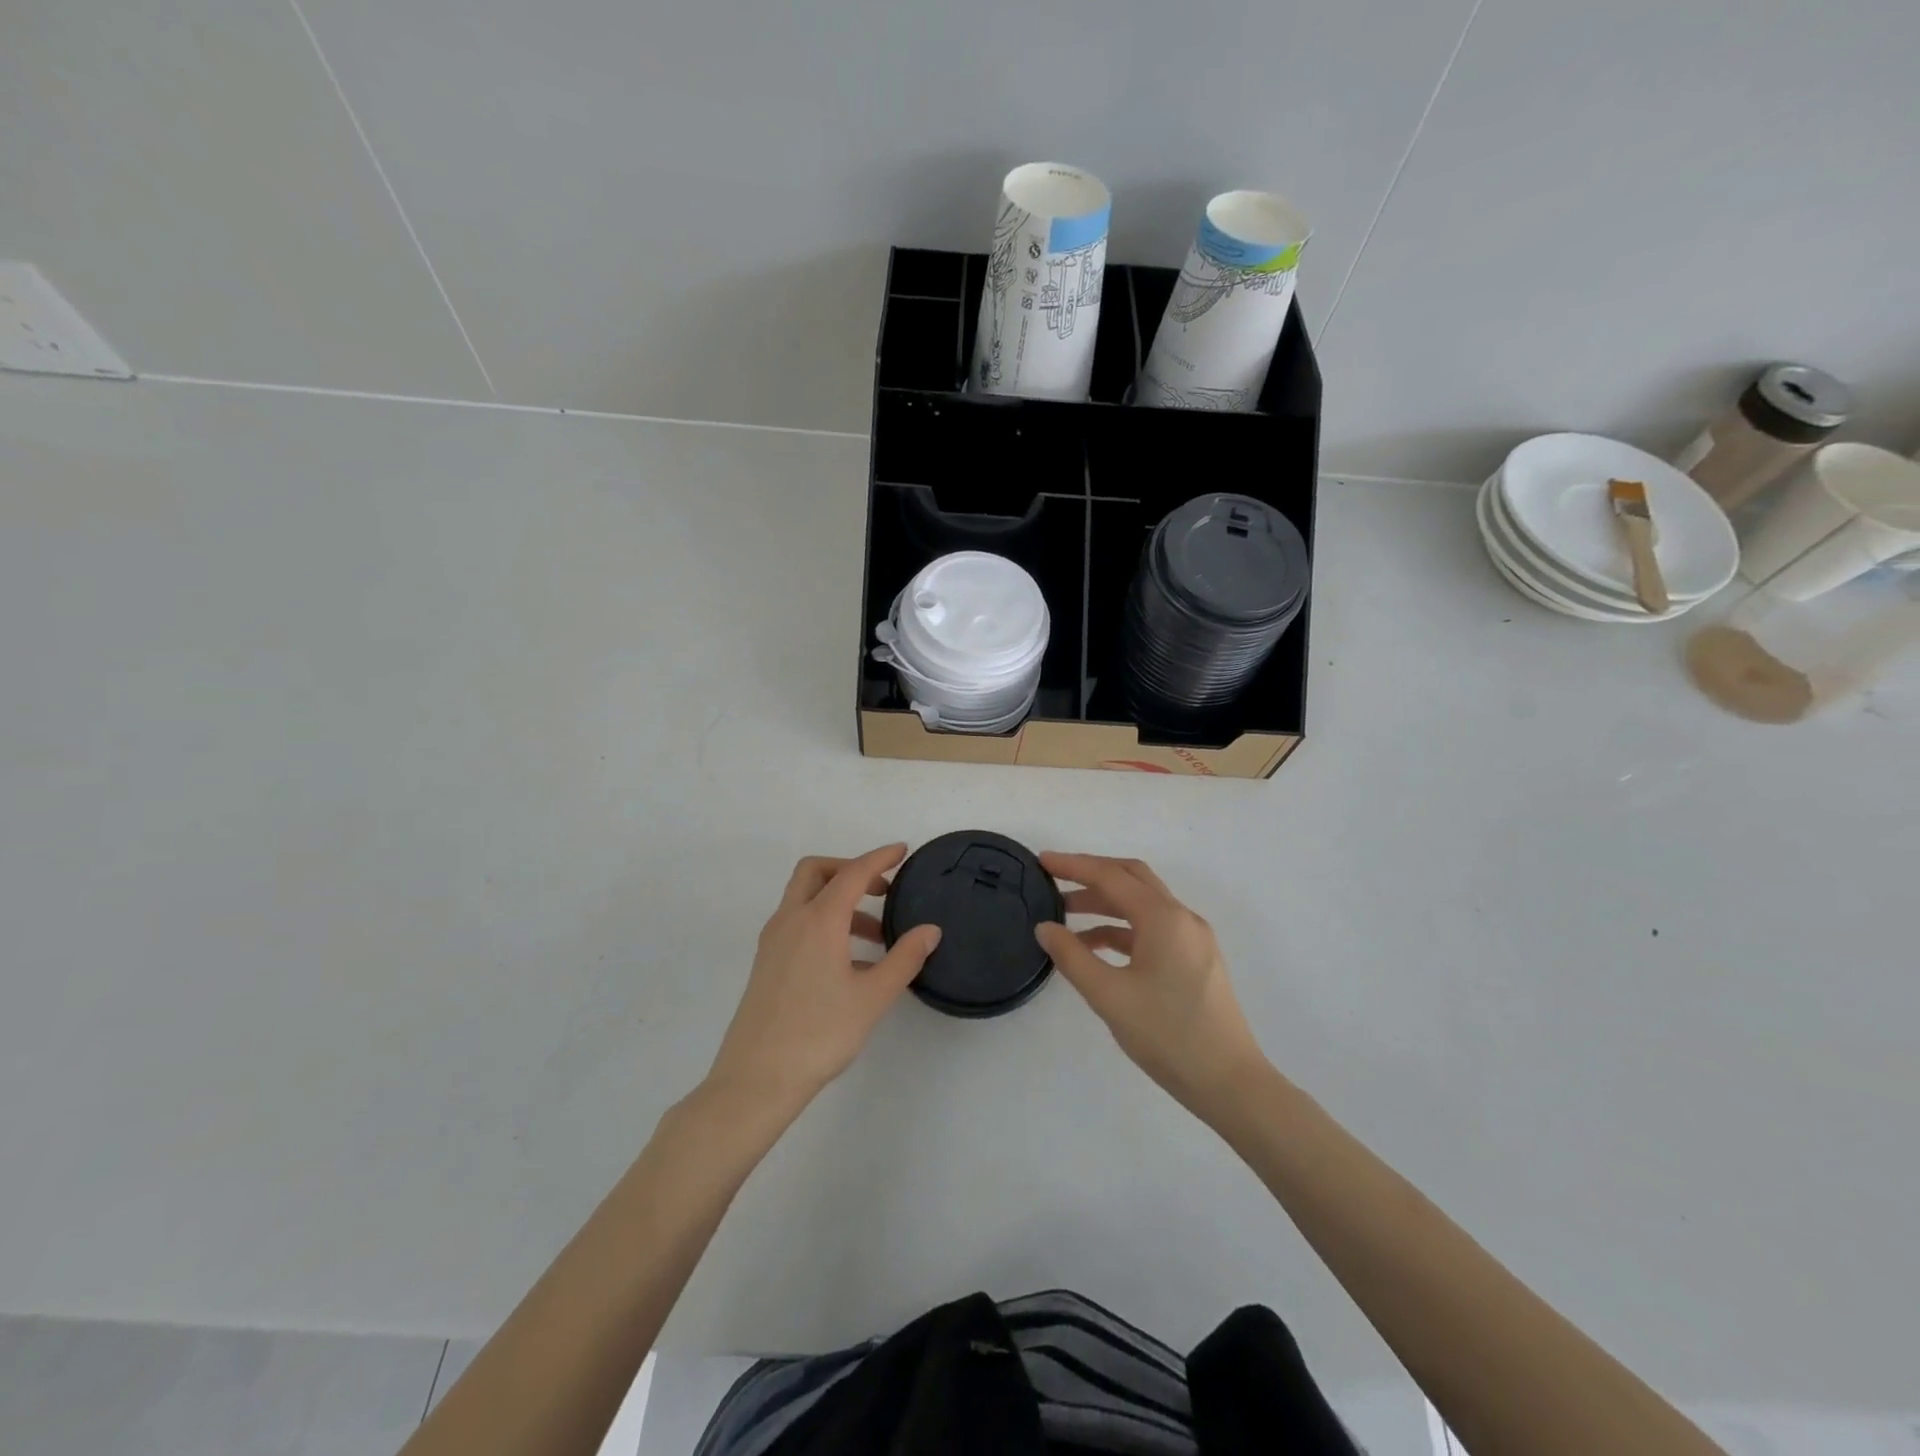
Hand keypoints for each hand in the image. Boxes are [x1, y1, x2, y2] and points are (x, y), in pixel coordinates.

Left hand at [707, 844, 940, 1116]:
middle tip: (882, 889)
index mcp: (818, 920)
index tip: (903, 851)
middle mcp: (791, 920)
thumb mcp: (872, 997)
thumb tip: (930, 930)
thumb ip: (904, 958)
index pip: (853, 873)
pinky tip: (850, 961)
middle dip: (850, 870)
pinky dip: (824, 922)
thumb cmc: (820, 1034)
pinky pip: (798, 923)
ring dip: (839, 901)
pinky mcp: (767, 962)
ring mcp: (774, 941)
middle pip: (816, 872)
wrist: (756, 1079)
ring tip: (876, 935)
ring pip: (805, 898)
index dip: (880, 858)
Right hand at [1037, 853, 1268, 1122]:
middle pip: (1131, 878)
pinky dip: (1122, 929)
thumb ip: (1073, 957)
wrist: (1229, 1083)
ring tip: (1066, 918)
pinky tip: (1096, 948)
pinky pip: (1153, 929)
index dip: (1073, 865)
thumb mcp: (1109, 996)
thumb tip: (1045, 928)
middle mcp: (1182, 918)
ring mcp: (1193, 939)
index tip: (1041, 862)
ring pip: (1142, 904)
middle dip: (1091, 875)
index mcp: (1163, 918)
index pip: (1111, 876)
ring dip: (1105, 904)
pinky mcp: (1195, 960)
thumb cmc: (1167, 1035)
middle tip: (1054, 880)